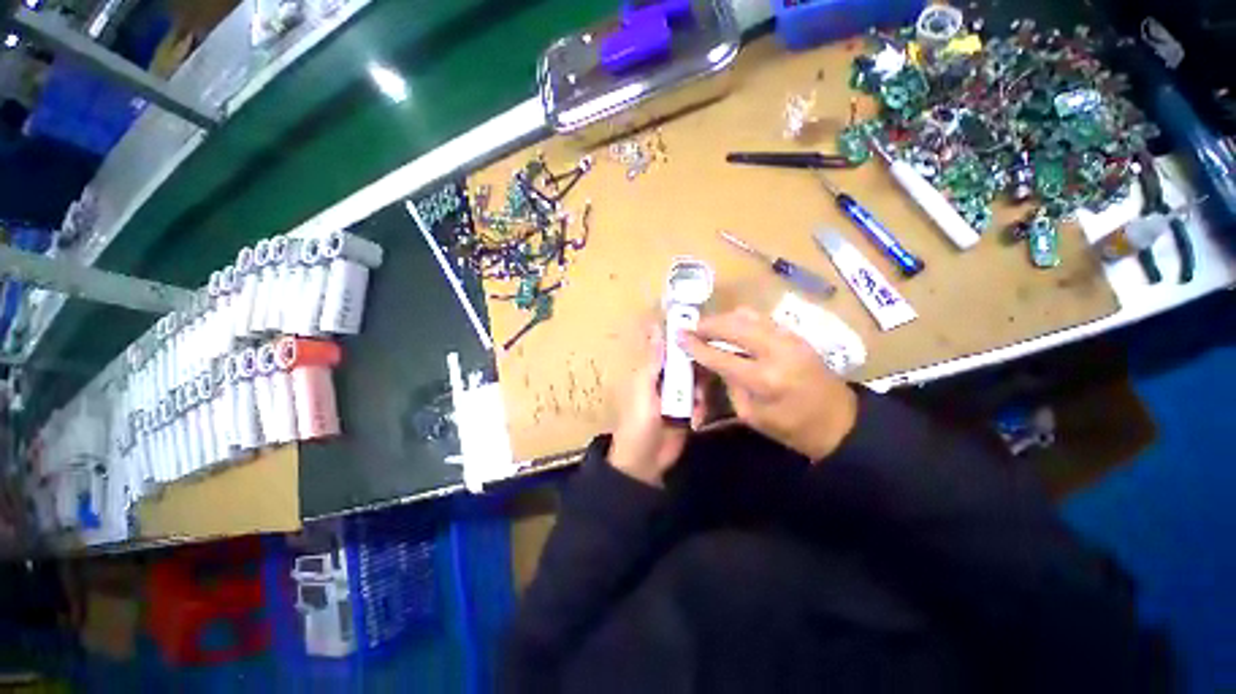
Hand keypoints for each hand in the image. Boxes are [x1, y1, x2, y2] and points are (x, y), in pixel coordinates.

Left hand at [607, 323, 696, 486]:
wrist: (645, 462)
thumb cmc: (638, 422)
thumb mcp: (643, 389)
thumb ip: (653, 361)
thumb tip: (657, 328)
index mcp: (649, 371)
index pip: (666, 346)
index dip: (680, 336)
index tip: (699, 329)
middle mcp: (665, 378)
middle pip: (687, 362)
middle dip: (697, 369)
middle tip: (702, 377)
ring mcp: (678, 395)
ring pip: (698, 379)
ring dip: (700, 391)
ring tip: (696, 405)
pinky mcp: (689, 410)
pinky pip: (702, 400)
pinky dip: (701, 407)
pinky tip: (696, 419)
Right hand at [680, 308, 857, 460]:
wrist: (841, 422)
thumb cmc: (792, 428)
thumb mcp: (752, 415)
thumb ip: (730, 385)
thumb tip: (715, 362)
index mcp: (764, 379)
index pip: (721, 356)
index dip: (697, 345)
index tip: (679, 335)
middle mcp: (777, 351)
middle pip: (734, 326)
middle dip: (709, 324)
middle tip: (692, 327)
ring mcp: (790, 338)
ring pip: (749, 316)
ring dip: (725, 319)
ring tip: (709, 326)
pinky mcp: (797, 335)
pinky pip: (762, 319)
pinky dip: (742, 320)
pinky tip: (732, 327)